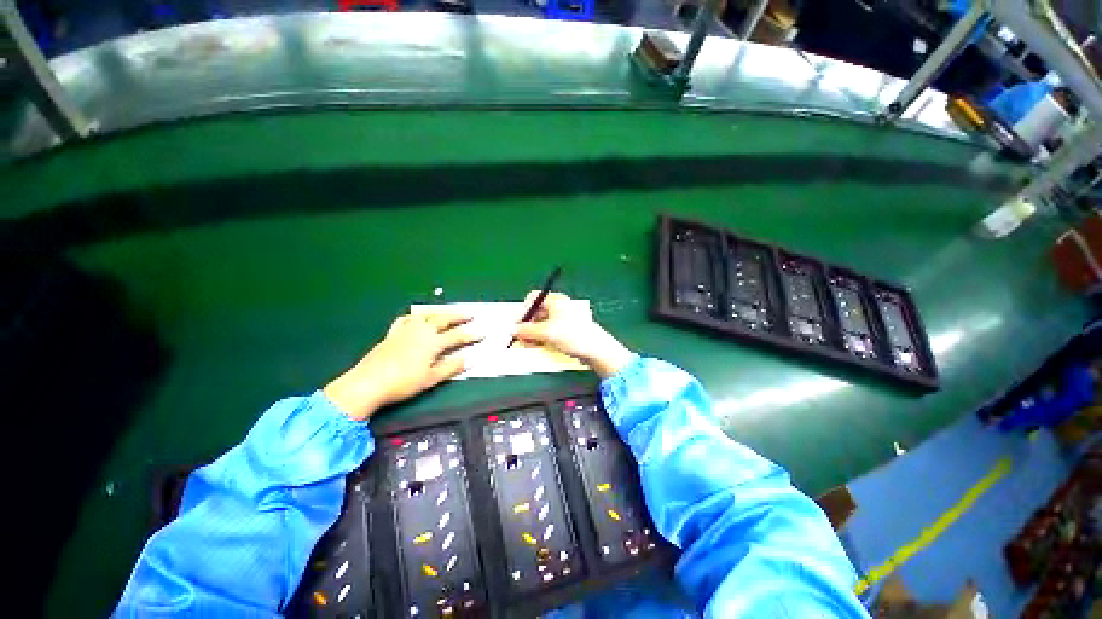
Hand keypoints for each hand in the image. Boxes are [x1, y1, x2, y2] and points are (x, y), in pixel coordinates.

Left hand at [324, 313, 481, 419]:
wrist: (368, 382)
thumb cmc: (404, 382)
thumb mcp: (432, 378)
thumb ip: (452, 367)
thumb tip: (470, 359)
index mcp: (433, 342)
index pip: (458, 336)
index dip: (471, 335)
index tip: (482, 333)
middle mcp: (422, 331)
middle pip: (444, 319)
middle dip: (458, 316)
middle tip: (470, 314)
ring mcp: (406, 330)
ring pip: (427, 315)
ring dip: (439, 313)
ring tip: (447, 312)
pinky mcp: (393, 333)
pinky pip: (406, 319)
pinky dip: (415, 317)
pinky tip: (417, 318)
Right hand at [514, 291, 633, 377]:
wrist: (595, 349)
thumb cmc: (572, 335)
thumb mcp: (545, 332)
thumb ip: (526, 330)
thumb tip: (513, 329)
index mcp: (555, 300)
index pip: (533, 298)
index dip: (523, 310)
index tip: (518, 324)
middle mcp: (559, 306)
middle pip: (537, 312)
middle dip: (527, 325)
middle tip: (521, 337)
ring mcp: (564, 318)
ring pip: (542, 323)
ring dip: (533, 333)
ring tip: (529, 344)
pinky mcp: (567, 330)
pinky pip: (550, 331)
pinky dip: (543, 337)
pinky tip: (539, 346)